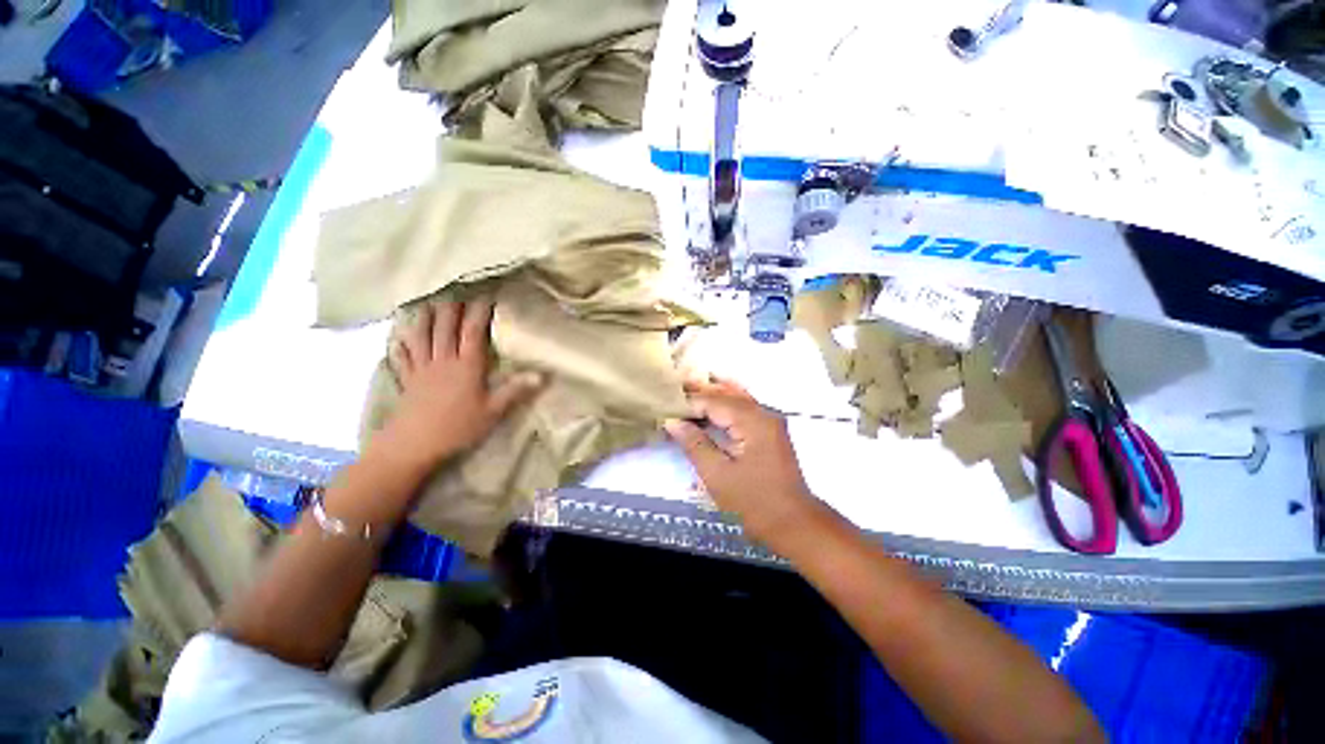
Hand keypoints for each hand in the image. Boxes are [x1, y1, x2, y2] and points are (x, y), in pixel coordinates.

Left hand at [375, 299, 540, 471]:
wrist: (413, 444)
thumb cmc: (457, 427)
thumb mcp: (492, 412)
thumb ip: (515, 391)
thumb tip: (541, 375)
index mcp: (466, 366)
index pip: (473, 332)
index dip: (479, 312)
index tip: (486, 296)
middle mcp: (443, 361)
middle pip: (445, 328)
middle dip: (451, 308)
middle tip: (456, 291)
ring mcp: (422, 369)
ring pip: (422, 336)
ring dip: (425, 318)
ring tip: (428, 304)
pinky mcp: (408, 380)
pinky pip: (404, 356)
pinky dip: (401, 344)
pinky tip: (398, 337)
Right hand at [664, 378, 816, 545]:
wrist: (792, 522)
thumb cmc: (753, 502)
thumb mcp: (717, 475)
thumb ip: (694, 444)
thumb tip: (673, 422)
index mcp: (752, 421)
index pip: (713, 402)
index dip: (688, 404)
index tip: (666, 407)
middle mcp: (763, 413)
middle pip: (726, 393)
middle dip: (699, 391)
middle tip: (673, 388)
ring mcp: (769, 420)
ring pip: (737, 396)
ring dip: (713, 392)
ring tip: (688, 385)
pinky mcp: (770, 430)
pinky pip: (745, 407)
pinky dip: (727, 401)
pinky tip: (714, 395)